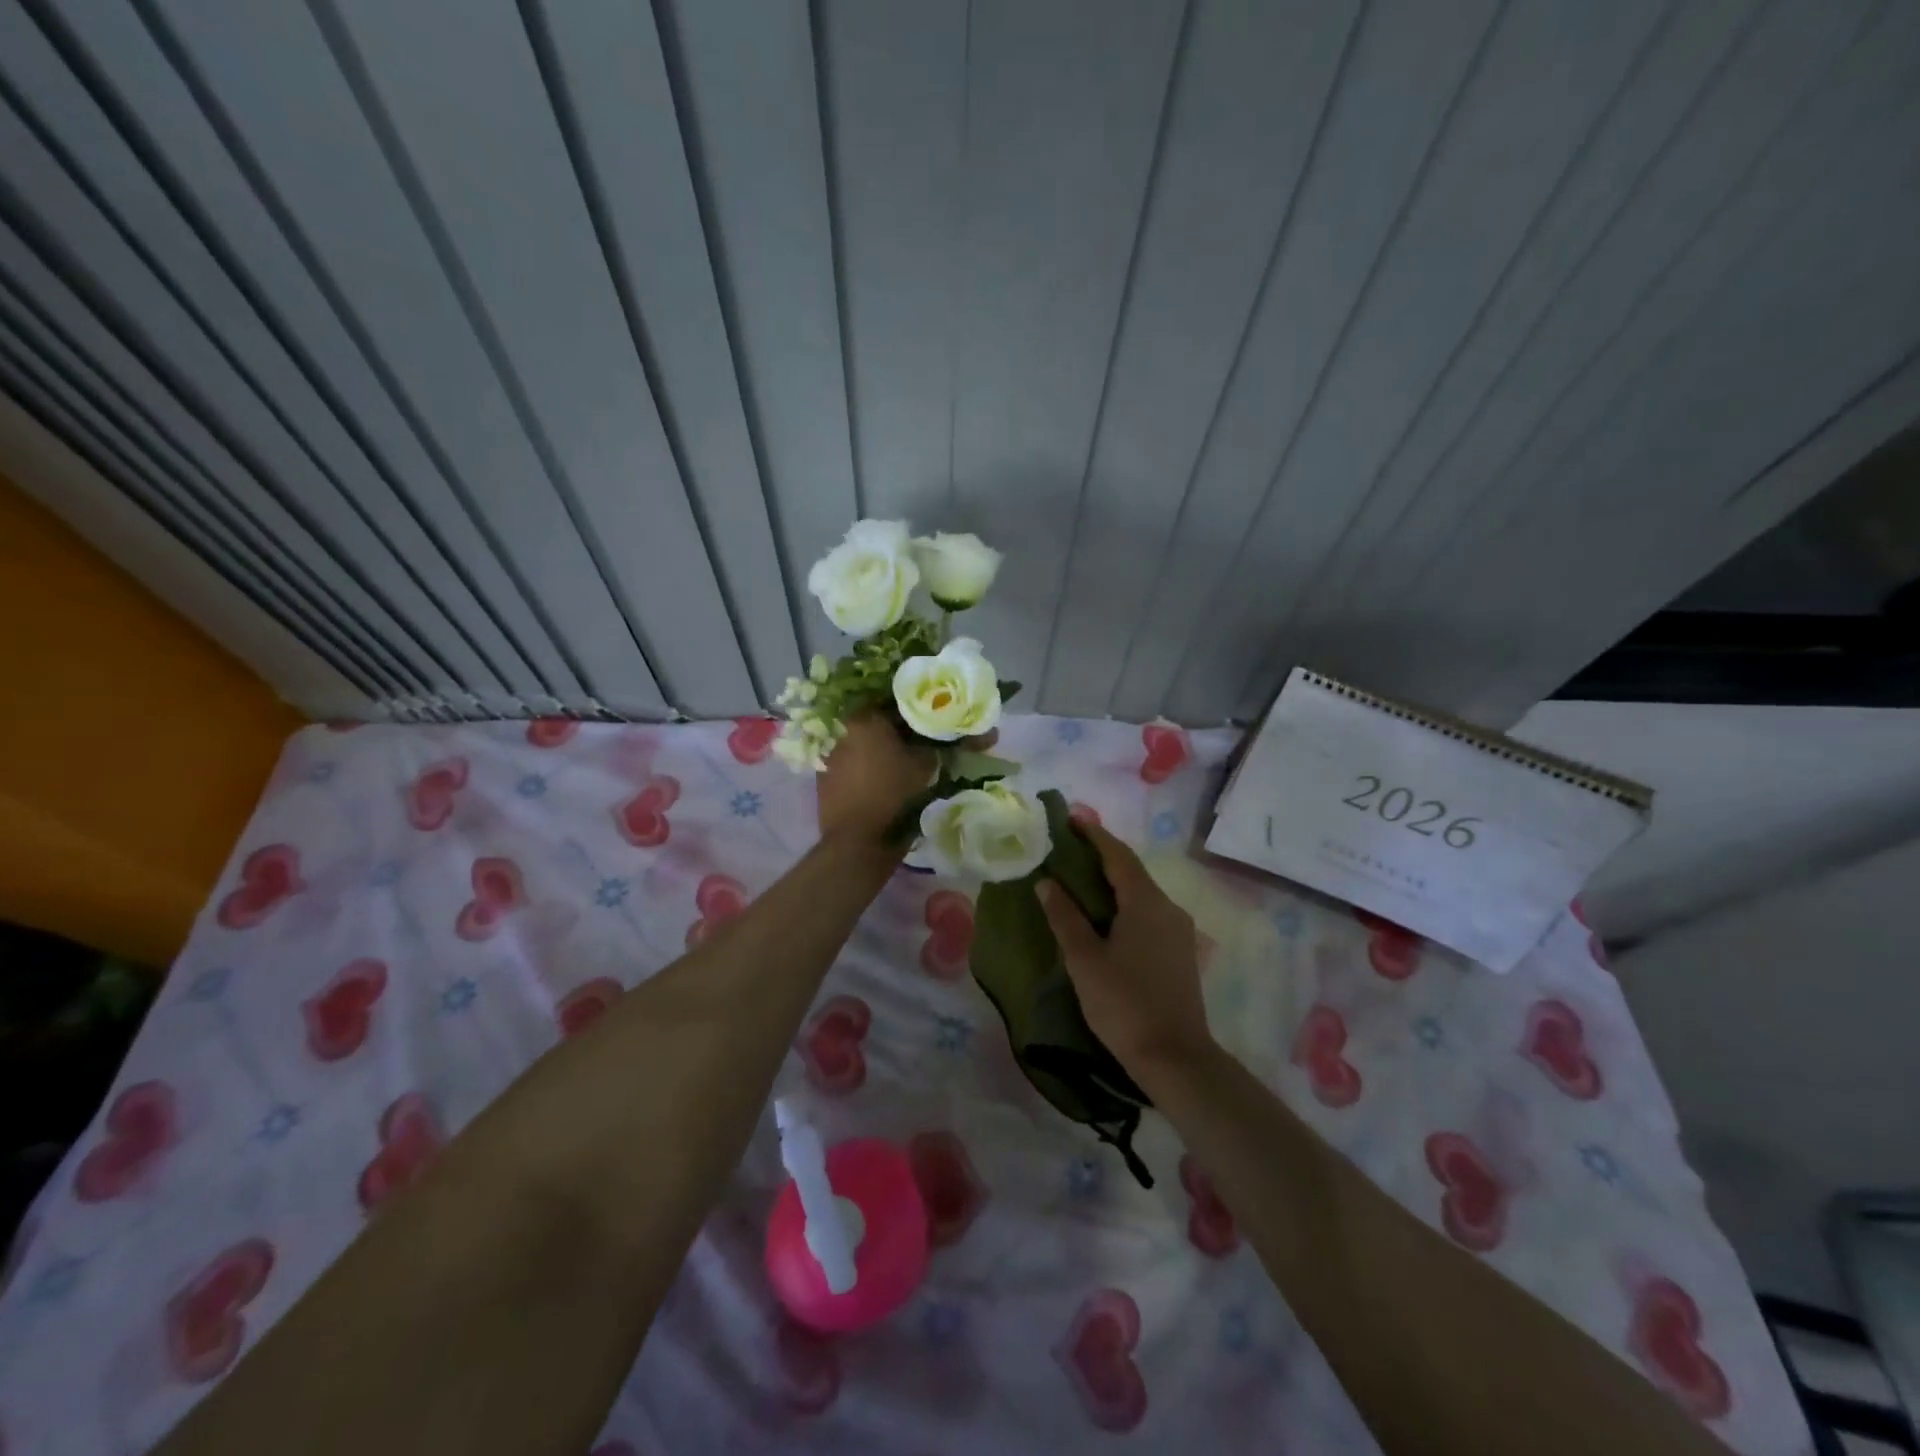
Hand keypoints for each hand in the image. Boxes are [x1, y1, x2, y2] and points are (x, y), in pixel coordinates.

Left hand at [815, 712, 936, 850]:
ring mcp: (829, 752)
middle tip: (910, 742)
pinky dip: (860, 766)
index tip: (924, 725)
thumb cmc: (894, 794)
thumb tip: (931, 739)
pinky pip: (847, 762)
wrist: (858, 839)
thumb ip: (929, 744)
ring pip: (858, 742)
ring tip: (892, 762)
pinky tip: (873, 779)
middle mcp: (843, 729)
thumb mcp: (924, 765)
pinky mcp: (822, 775)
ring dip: (873, 748)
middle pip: (873, 721)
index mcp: (867, 718)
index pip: (894, 705)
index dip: (912, 714)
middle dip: (891, 730)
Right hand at [1038, 823, 1216, 1082]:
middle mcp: (1168, 908)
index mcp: (1146, 903)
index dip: (1095, 835)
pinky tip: (1105, 915)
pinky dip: (1124, 903)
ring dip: (1113, 882)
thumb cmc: (1124, 1004)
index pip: (1118, 855)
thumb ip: (1065, 917)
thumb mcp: (1085, 959)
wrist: (1175, 1057)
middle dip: (1101, 856)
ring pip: (1141, 894)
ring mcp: (1178, 931)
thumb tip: (1047, 883)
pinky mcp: (1179, 952)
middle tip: (1068, 848)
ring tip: (1080, 879)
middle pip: (1132, 871)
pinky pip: (1148, 913)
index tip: (1071, 819)